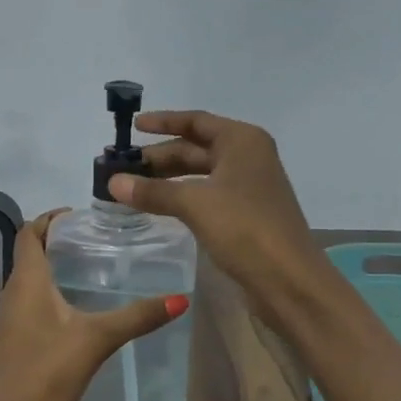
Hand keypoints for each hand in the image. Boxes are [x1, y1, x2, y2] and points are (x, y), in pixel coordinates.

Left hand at [0, 209, 188, 400]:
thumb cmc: (42, 373)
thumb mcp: (95, 341)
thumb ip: (136, 318)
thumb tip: (181, 298)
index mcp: (26, 280)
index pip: (30, 231)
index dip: (52, 217)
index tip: (84, 216)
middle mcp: (14, 292)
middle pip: (32, 253)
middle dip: (61, 241)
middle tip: (102, 240)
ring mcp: (13, 318)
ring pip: (34, 280)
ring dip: (59, 268)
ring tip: (99, 268)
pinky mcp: (17, 340)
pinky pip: (36, 303)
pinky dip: (57, 294)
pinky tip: (84, 310)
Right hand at [108, 110, 326, 329]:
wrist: (289, 280)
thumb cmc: (245, 228)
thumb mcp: (195, 204)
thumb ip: (153, 191)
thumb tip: (112, 182)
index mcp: (242, 141)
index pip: (196, 121)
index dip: (164, 122)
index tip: (134, 126)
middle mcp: (248, 157)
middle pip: (196, 148)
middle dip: (160, 156)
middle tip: (123, 167)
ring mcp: (249, 186)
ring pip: (200, 174)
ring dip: (168, 178)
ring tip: (133, 186)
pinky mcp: (246, 213)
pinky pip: (206, 194)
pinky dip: (182, 196)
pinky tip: (160, 206)